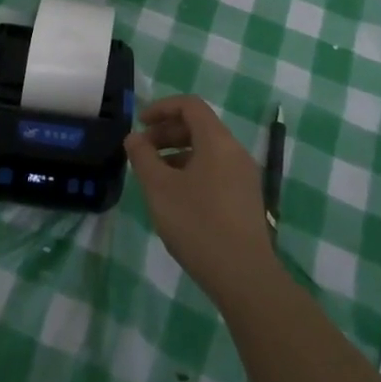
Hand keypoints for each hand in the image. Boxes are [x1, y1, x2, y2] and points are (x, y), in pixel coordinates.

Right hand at [124, 96, 278, 304]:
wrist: (244, 276)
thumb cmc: (197, 224)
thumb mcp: (159, 188)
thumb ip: (143, 157)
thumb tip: (134, 138)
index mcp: (217, 141)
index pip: (190, 105)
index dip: (161, 108)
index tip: (139, 124)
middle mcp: (235, 151)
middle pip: (199, 126)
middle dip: (167, 132)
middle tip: (142, 151)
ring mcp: (244, 176)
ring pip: (207, 150)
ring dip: (177, 153)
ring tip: (155, 175)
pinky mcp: (246, 198)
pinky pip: (216, 169)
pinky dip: (192, 170)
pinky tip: (177, 196)